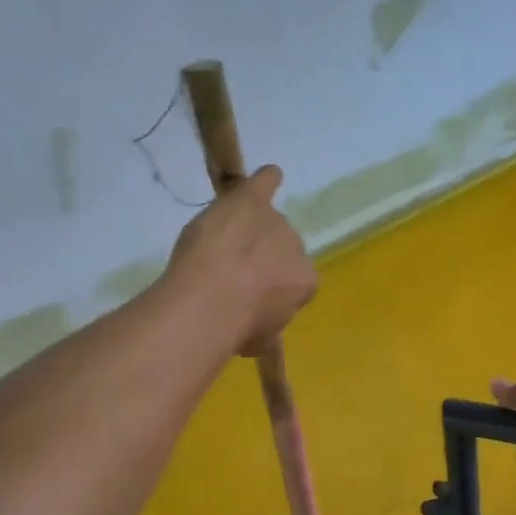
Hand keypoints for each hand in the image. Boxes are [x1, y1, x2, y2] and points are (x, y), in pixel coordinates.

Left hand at [164, 166, 316, 354]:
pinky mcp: (252, 201)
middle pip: (279, 247)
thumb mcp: (258, 339)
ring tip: (218, 246)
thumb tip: (255, 331)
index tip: (248, 295)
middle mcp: (297, 248)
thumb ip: (263, 325)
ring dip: (247, 229)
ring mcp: (275, 222)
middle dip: (259, 258)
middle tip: (229, 272)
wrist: (211, 303)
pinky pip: (265, 184)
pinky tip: (267, 175)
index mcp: (304, 283)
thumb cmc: (235, 330)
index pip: (291, 279)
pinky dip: (266, 179)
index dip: (269, 286)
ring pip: (265, 222)